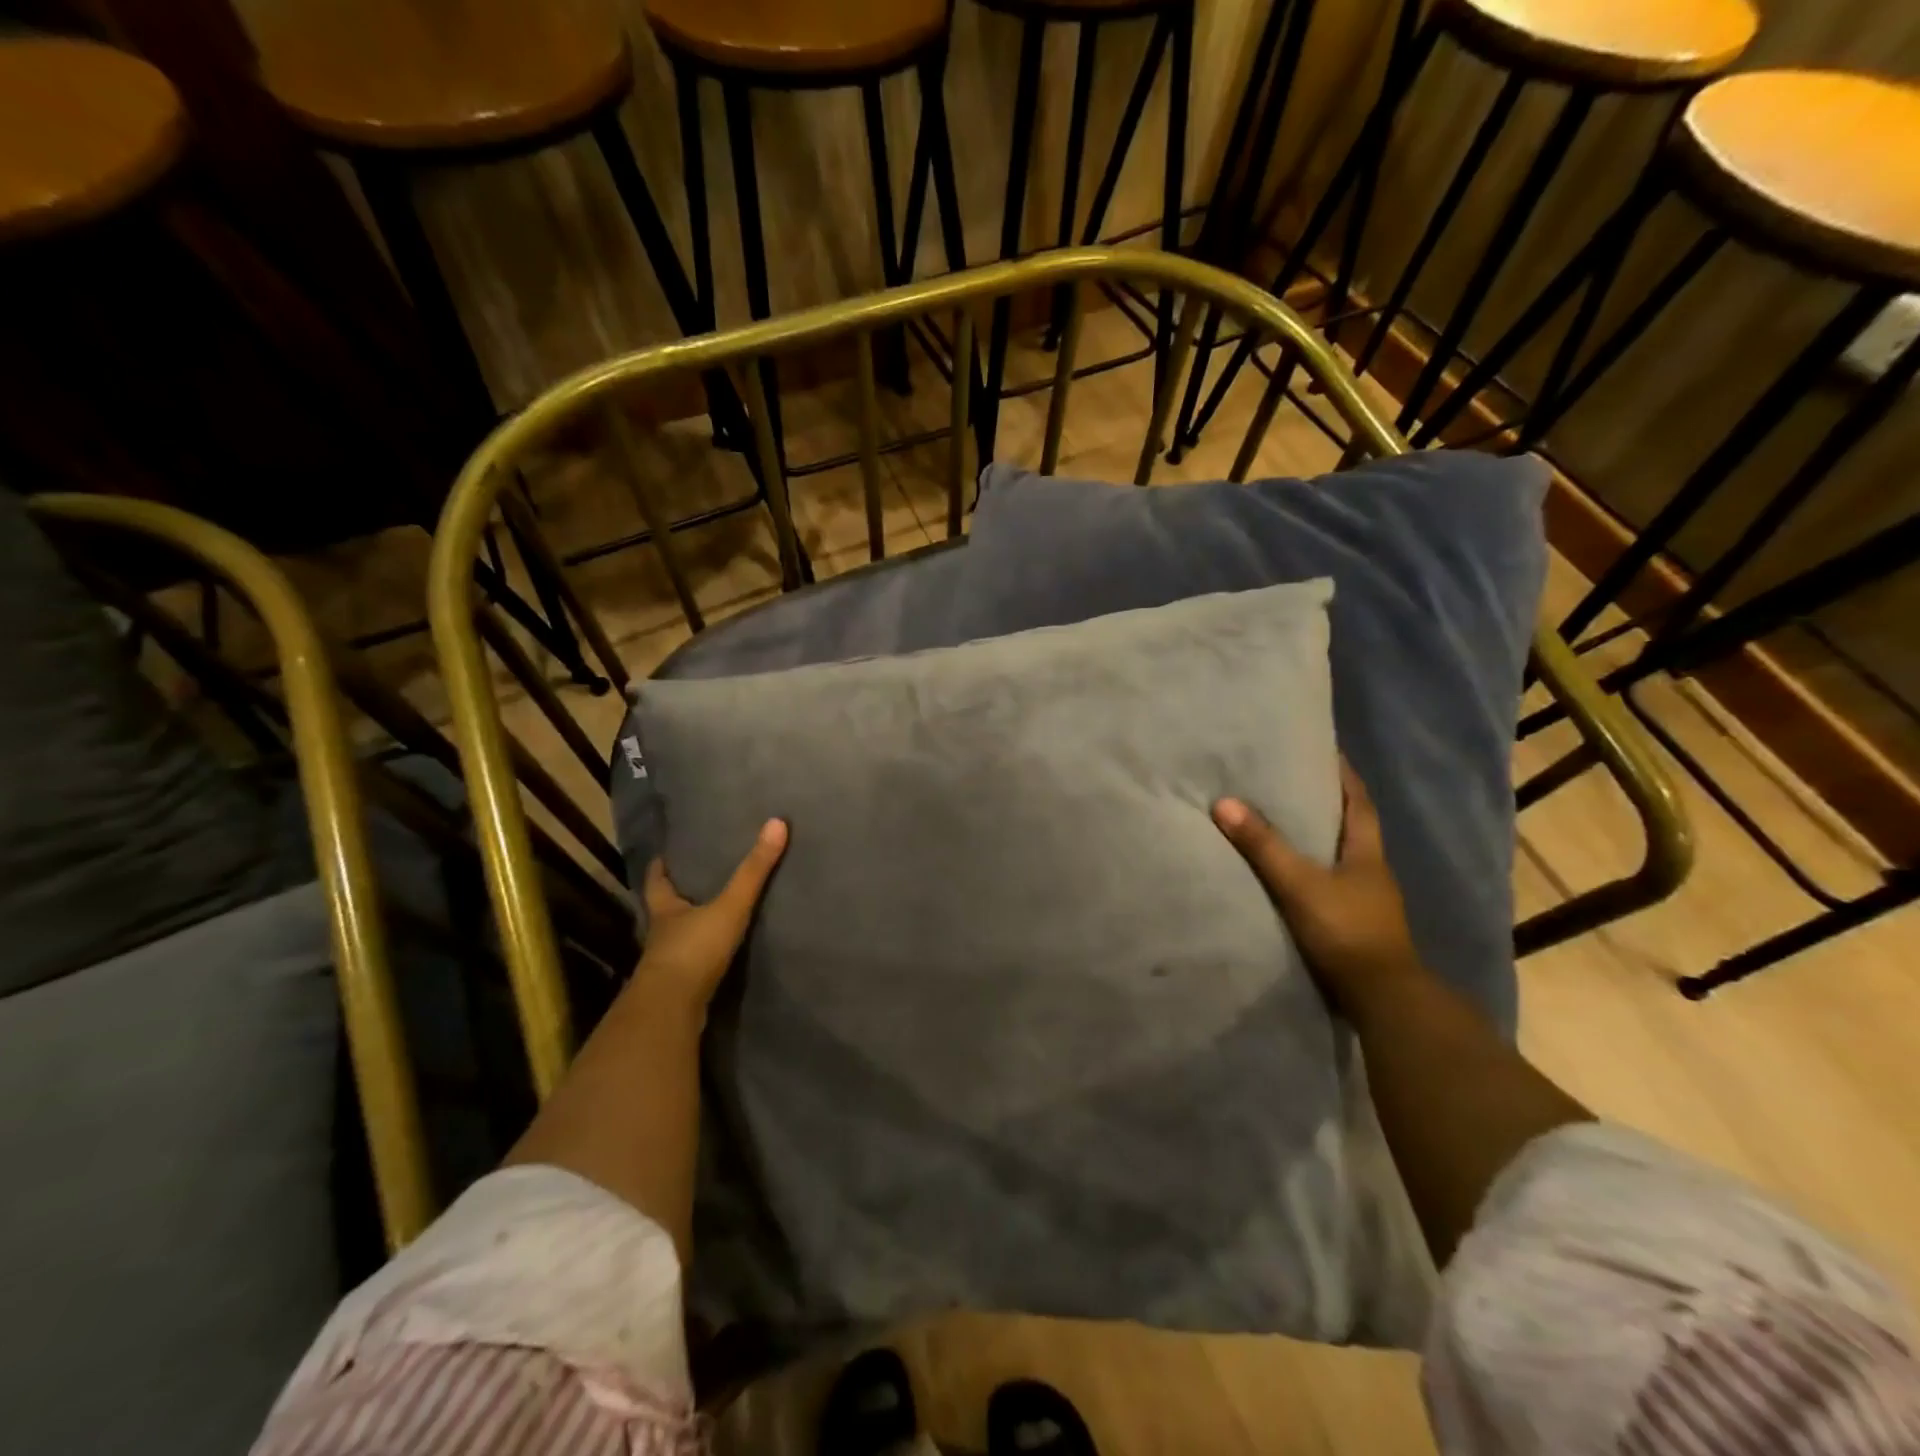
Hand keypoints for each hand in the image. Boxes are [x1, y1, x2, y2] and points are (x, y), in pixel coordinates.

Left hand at [637, 818, 787, 1011]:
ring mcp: (668, 963)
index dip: (660, 868)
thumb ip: (753, 871)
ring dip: (690, 927)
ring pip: (677, 937)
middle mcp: (662, 934)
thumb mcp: (729, 906)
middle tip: (694, 880)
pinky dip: (700, 956)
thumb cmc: (694, 949)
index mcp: (666, 909)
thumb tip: (776, 823)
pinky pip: (691, 964)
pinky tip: (717, 954)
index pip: (657, 882)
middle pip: (665, 909)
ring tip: (711, 914)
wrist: (672, 1009)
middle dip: (677, 896)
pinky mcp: (679, 989)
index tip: (664, 856)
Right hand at [1213, 761, 1420, 1015]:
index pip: (1359, 802)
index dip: (1344, 775)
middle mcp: (1372, 872)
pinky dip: (1313, 871)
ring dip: (1319, 839)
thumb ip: (1263, 846)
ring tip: (1284, 823)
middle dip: (1327, 804)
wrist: (1381, 998)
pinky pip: (1331, 885)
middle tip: (1292, 782)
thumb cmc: (1346, 930)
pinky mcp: (1354, 925)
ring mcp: (1366, 901)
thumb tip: (1224, 802)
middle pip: (1351, 827)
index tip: (1325, 751)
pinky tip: (1291, 874)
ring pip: (1341, 858)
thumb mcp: (1299, 883)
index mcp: (1367, 853)